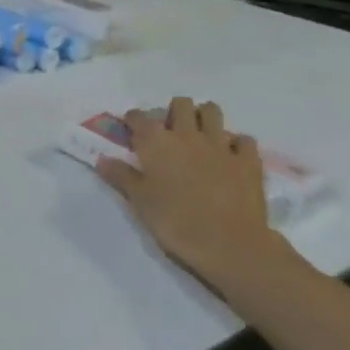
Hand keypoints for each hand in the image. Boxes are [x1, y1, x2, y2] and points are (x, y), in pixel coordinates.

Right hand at [95, 97, 300, 296]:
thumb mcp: (139, 202)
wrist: (229, 245)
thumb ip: (121, 176)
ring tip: (199, 135)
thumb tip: (102, 159)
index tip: (131, 129)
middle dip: (173, 112)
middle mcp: (187, 135)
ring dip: (204, 118)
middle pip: (180, 104)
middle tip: (169, 132)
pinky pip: (243, 139)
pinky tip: (230, 156)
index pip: (139, 117)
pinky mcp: (248, 160)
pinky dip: (236, 143)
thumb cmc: (175, 223)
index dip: (133, 120)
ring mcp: (221, 145)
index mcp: (156, 143)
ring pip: (212, 111)